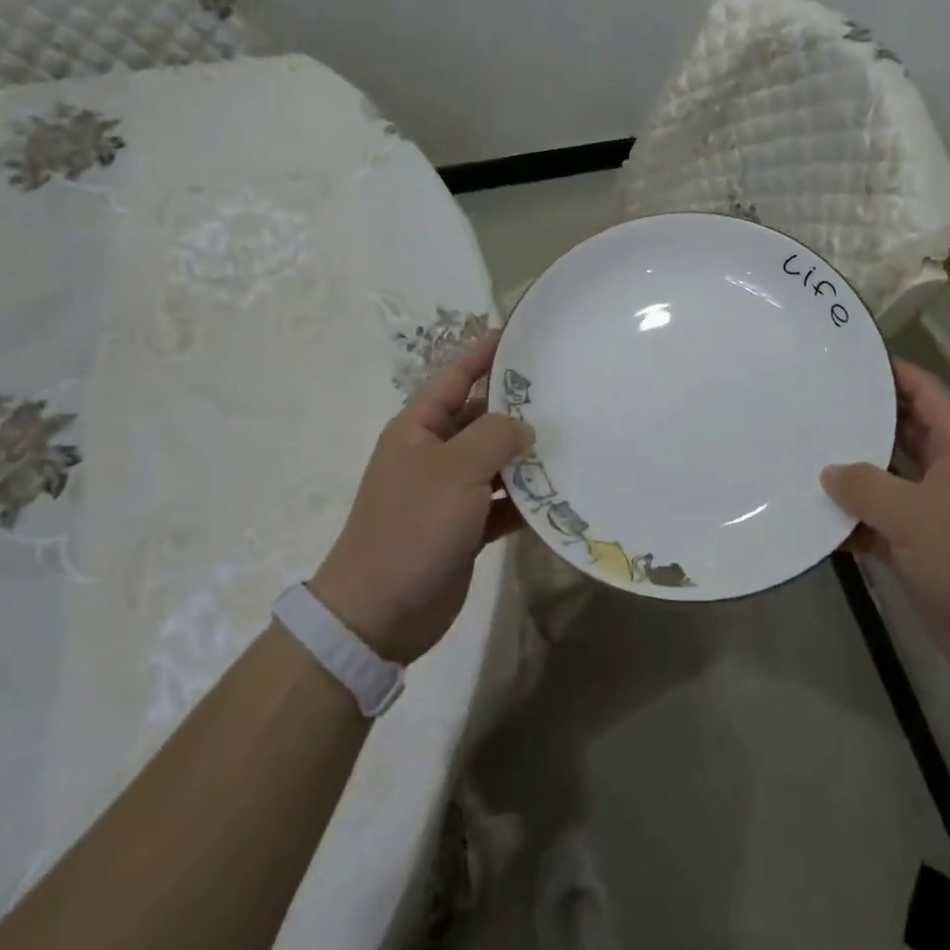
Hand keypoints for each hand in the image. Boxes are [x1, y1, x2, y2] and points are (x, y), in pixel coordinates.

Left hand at [311, 334, 531, 665]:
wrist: (379, 613)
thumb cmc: (413, 526)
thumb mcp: (456, 469)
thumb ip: (495, 436)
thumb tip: (524, 426)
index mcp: (418, 429)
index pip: (454, 378)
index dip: (483, 355)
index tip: (519, 336)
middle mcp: (432, 455)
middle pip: (479, 420)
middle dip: (516, 410)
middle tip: (563, 394)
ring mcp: (446, 494)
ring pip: (493, 463)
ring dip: (524, 458)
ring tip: (570, 443)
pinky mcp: (462, 530)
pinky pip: (499, 505)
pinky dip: (522, 502)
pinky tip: (557, 498)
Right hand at [823, 359, 949, 700]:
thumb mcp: (913, 512)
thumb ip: (865, 486)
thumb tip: (829, 472)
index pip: (926, 393)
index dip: (894, 372)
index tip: (851, 360)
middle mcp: (949, 473)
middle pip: (903, 433)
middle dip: (864, 421)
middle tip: (815, 407)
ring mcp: (937, 513)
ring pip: (888, 481)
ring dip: (854, 476)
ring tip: (804, 457)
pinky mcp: (924, 551)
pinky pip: (881, 525)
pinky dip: (854, 524)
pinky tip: (816, 522)